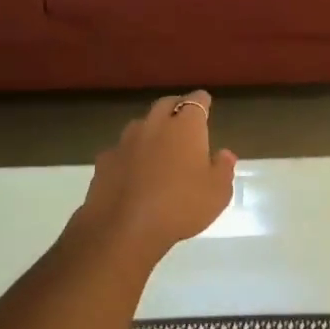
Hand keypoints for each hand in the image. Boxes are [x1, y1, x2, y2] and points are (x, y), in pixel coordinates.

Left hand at [75, 92, 236, 259]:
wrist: (124, 227)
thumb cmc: (181, 206)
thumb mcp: (217, 193)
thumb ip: (223, 169)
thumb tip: (224, 154)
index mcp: (186, 127)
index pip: (197, 101)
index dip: (202, 102)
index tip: (206, 104)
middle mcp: (155, 125)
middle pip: (166, 104)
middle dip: (176, 108)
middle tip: (183, 119)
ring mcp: (126, 141)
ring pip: (141, 124)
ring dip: (152, 130)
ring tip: (159, 145)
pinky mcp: (105, 160)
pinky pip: (122, 149)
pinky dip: (130, 154)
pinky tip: (133, 171)